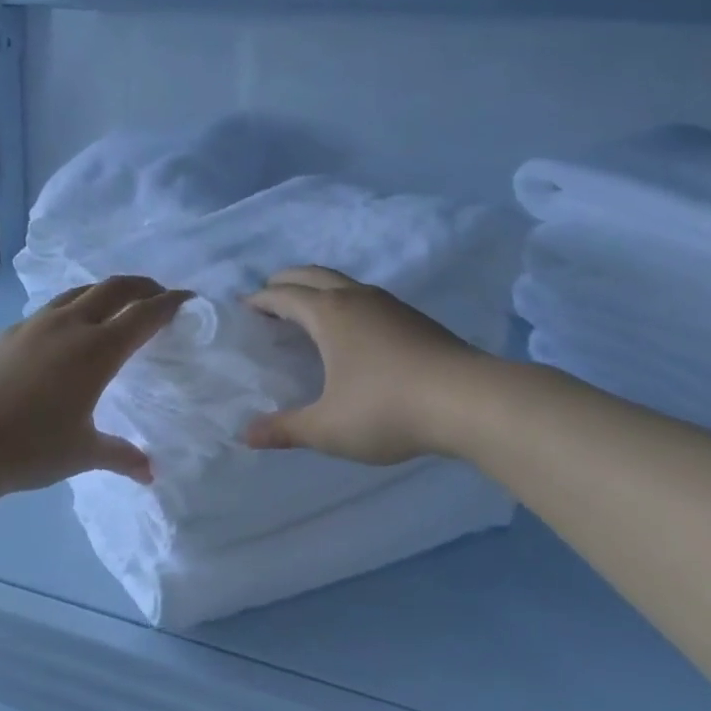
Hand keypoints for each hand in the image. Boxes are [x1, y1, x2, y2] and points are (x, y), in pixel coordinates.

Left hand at [0, 276, 191, 498]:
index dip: (169, 304)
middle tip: (158, 294)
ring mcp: (35, 324)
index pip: (144, 315)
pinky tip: (67, 330)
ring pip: (79, 292)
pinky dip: (73, 307)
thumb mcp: (83, 453)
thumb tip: (149, 473)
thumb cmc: (32, 448)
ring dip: (105, 291)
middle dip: (142, 286)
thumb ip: (121, 455)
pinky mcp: (9, 332)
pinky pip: (51, 309)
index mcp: (97, 350)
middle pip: (114, 288)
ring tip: (116, 304)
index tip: (187, 299)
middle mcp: (70, 326)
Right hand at [241, 266, 484, 464]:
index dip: (260, 300)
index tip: (244, 307)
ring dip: (319, 288)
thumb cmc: (386, 409)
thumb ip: (285, 429)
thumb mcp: (328, 428)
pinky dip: (345, 302)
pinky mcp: (414, 318)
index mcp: (329, 314)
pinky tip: (353, 331)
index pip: (284, 296)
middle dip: (286, 281)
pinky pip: (367, 298)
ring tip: (308, 311)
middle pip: (313, 275)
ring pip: (344, 282)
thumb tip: (245, 435)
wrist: (467, 401)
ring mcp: (390, 305)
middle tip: (269, 296)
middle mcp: (356, 298)